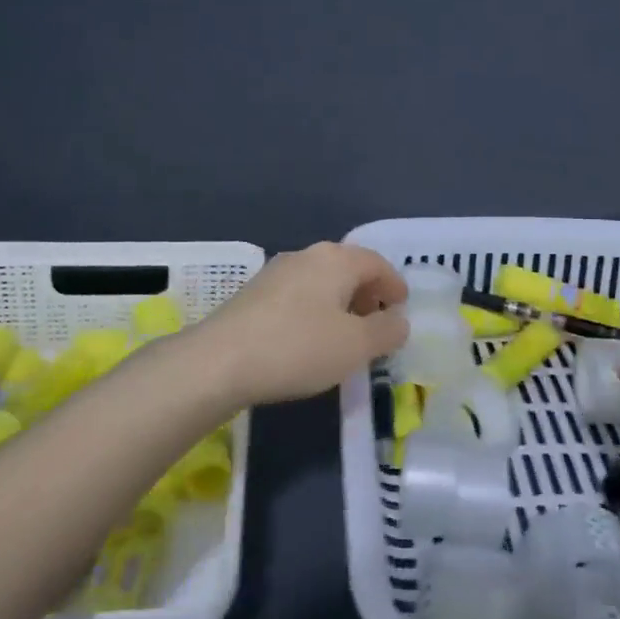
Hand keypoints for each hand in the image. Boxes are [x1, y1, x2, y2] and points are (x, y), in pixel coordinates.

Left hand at [193, 242, 408, 404]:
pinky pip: (298, 296)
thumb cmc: (297, 348)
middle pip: (348, 269)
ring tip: (345, 336)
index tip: (403, 308)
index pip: (377, 263)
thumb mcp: (355, 346)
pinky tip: (310, 340)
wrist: (217, 362)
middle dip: (368, 294)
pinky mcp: (253, 294)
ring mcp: (276, 272)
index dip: (395, 285)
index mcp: (336, 259)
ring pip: (321, 282)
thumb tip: (399, 320)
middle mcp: (307, 255)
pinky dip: (315, 311)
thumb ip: (387, 331)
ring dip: (340, 304)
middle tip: (378, 323)